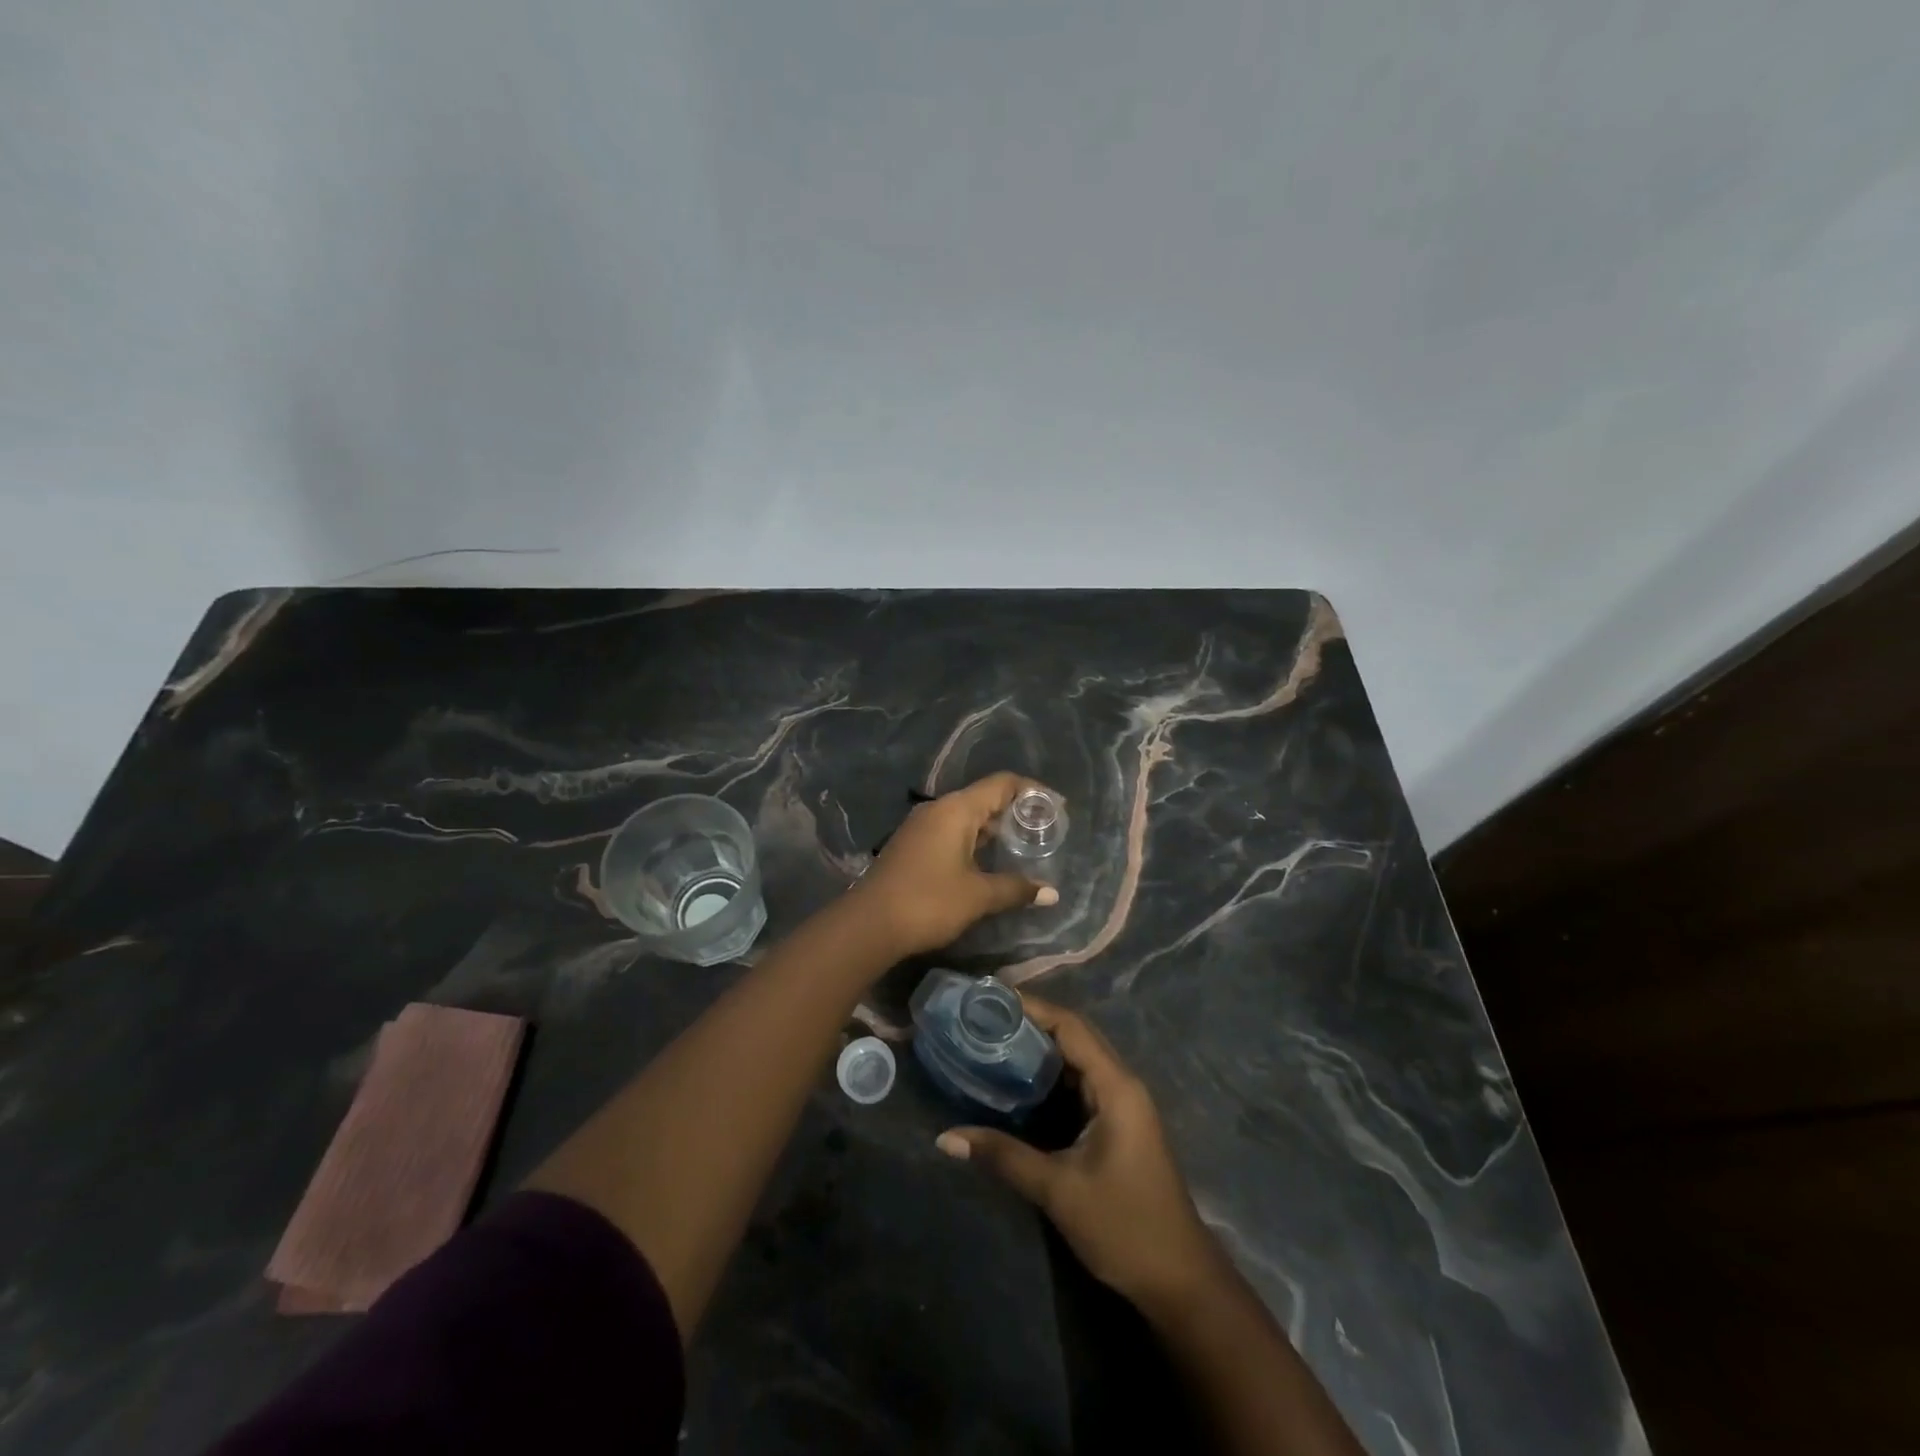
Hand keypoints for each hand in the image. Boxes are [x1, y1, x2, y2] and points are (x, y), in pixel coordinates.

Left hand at [849, 773, 1059, 957]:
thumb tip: (1051, 893)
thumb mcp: (978, 896)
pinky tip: (987, 863)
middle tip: (1043, 832)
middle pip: (984, 798)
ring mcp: (921, 827)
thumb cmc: (928, 901)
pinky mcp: (912, 846)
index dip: (1032, 791)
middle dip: (1015, 812)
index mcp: (956, 809)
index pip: (1001, 783)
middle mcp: (938, 809)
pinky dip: (974, 841)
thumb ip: (1016, 889)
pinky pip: (951, 832)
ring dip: (993, 830)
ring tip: (1022, 847)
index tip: (1057, 807)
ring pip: (966, 817)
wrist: (869, 924)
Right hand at [935, 995, 1225, 1309]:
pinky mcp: (1117, 1125)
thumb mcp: (1059, 1191)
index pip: (1071, 1027)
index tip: (991, 997)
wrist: (1180, 1281)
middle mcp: (1122, 1084)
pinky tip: (1018, 1082)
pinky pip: (1080, 1084)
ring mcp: (1122, 1105)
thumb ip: (1004, 1157)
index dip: (1032, 1007)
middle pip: (1074, 1036)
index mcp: (1116, 1086)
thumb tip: (946, 1137)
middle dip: (1031, 1022)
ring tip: (992, 1040)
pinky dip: (1050, 1076)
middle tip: (984, 1017)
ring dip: (1040, 1048)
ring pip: (1077, 1060)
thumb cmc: (1125, 1227)